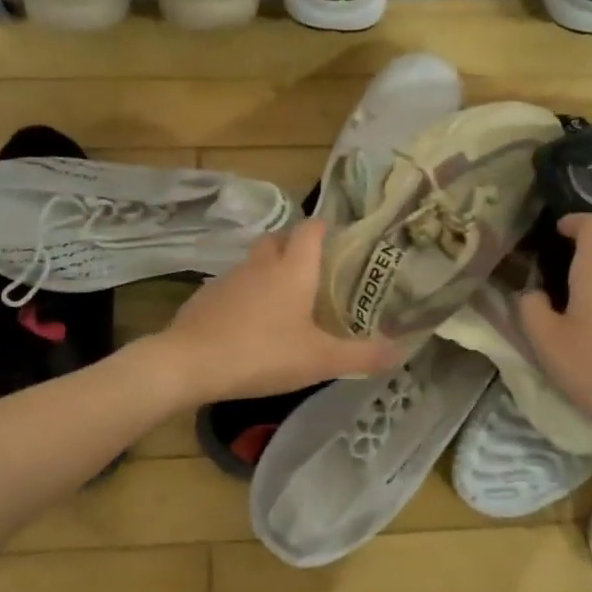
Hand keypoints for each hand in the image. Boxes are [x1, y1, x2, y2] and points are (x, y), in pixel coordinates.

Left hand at [150, 219, 405, 404]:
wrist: (189, 363)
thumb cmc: (262, 354)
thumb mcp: (320, 360)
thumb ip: (362, 355)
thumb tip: (402, 350)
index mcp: (293, 267)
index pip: (312, 228)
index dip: (328, 229)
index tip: (343, 243)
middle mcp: (262, 263)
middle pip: (281, 239)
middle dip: (298, 248)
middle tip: (318, 274)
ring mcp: (230, 277)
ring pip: (257, 262)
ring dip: (272, 271)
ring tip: (288, 301)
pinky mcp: (207, 295)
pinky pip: (236, 285)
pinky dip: (249, 294)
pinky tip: (253, 323)